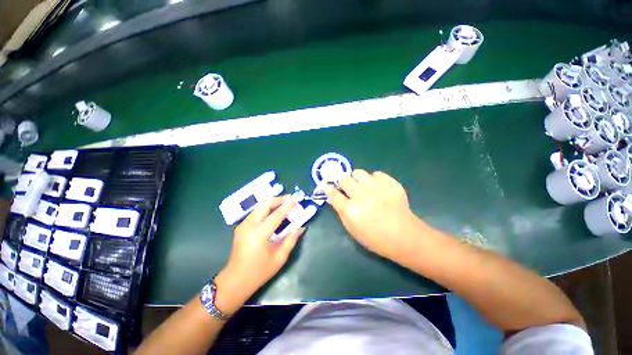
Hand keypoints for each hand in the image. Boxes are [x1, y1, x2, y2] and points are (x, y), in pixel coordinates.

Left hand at [217, 196, 303, 307]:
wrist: (235, 280)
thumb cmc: (259, 271)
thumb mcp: (279, 258)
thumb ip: (291, 240)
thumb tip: (301, 227)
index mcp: (259, 234)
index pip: (276, 215)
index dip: (288, 206)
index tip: (296, 198)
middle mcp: (249, 225)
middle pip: (265, 204)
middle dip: (279, 199)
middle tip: (290, 198)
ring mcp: (243, 225)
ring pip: (259, 206)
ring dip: (272, 202)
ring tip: (284, 203)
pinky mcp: (241, 226)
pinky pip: (255, 211)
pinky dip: (266, 208)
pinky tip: (273, 211)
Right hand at [326, 169, 418, 259]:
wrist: (405, 236)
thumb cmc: (375, 238)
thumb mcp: (352, 229)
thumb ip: (341, 211)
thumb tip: (334, 195)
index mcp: (351, 211)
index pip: (333, 194)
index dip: (329, 189)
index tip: (328, 186)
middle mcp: (362, 196)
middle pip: (345, 179)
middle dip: (343, 183)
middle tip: (348, 188)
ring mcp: (378, 188)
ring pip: (359, 172)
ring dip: (357, 179)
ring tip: (363, 186)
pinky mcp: (391, 184)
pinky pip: (376, 174)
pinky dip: (374, 180)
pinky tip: (378, 188)